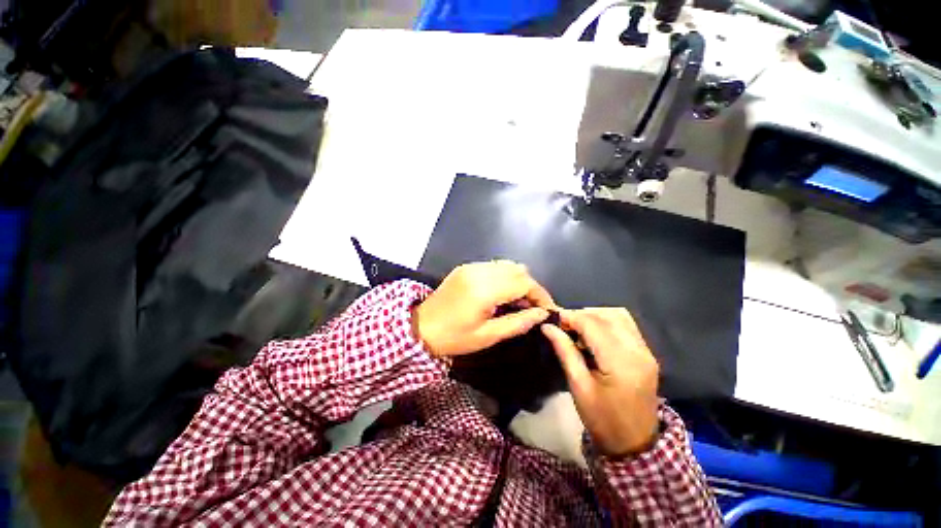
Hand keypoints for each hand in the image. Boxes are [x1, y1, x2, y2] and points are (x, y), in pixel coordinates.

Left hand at [413, 261, 555, 357]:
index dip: (540, 294)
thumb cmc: (453, 338)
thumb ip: (518, 322)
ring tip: (519, 300)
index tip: (547, 309)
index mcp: (484, 290)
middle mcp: (479, 271)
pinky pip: (494, 266)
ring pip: (507, 265)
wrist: (420, 327)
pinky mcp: (465, 267)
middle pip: (518, 269)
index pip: (524, 282)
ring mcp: (471, 266)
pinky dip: (505, 276)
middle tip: (532, 307)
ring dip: (519, 280)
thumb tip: (542, 314)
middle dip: (531, 287)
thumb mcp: (488, 336)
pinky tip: (502, 292)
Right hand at [542, 309, 659, 456]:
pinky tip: (594, 334)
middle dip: (582, 315)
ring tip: (577, 328)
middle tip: (564, 326)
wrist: (634, 444)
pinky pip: (626, 325)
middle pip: (607, 315)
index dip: (571, 317)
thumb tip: (547, 327)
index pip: (593, 325)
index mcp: (621, 363)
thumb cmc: (602, 419)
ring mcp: (646, 351)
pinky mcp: (647, 353)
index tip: (553, 320)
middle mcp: (638, 351)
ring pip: (618, 316)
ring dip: (595, 316)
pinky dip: (607, 322)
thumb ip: (565, 351)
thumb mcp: (578, 386)